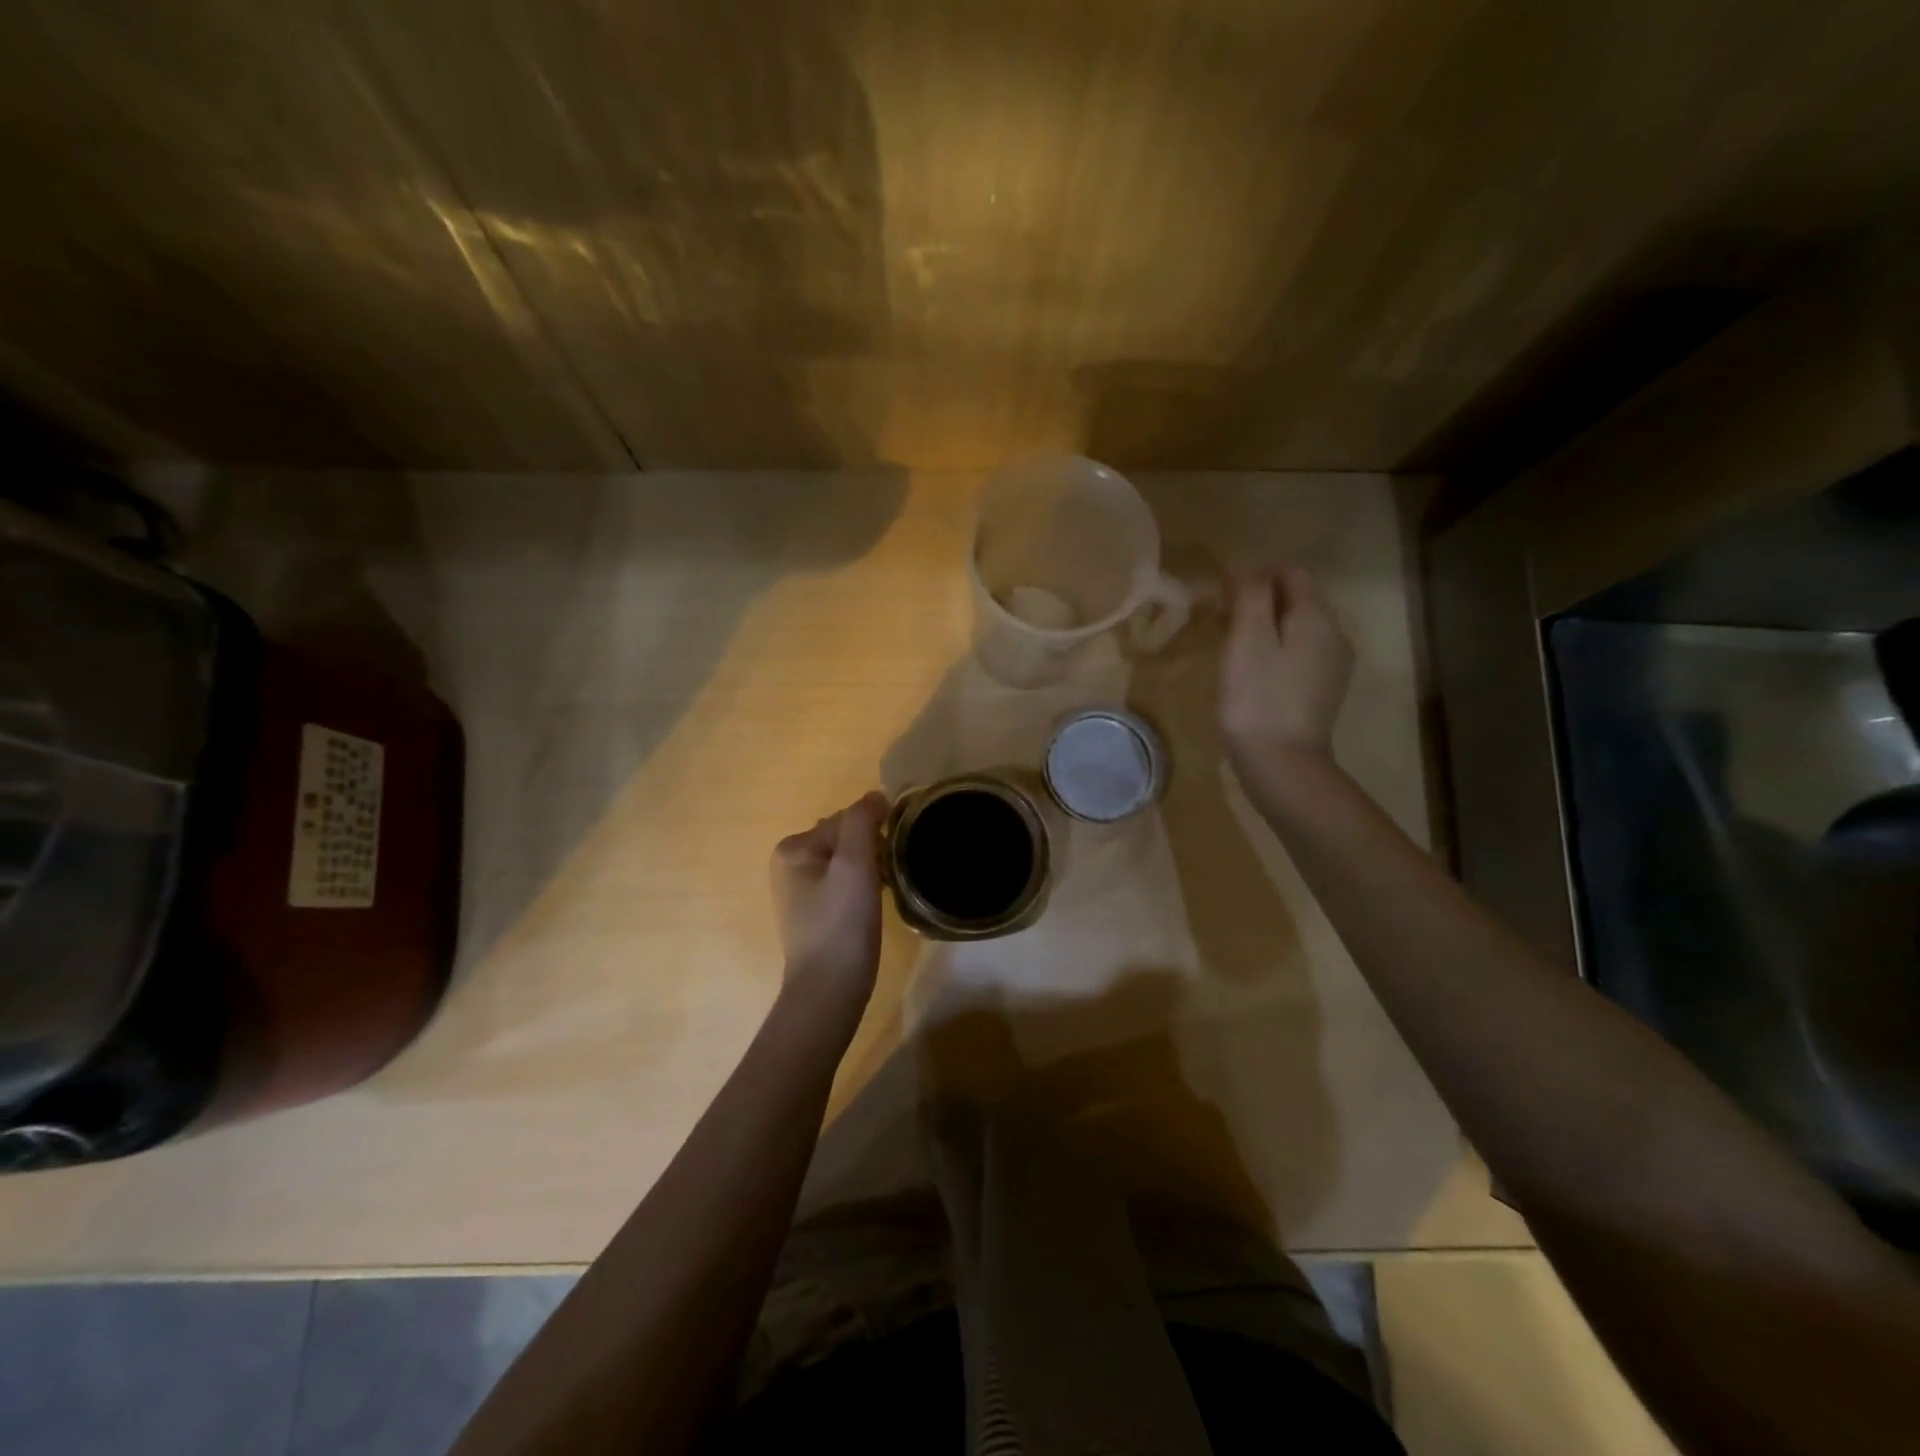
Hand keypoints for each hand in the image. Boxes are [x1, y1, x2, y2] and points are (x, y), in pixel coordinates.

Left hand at [770, 791, 889, 1008]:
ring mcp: (800, 890)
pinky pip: (844, 883)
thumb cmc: (842, 924)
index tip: (891, 856)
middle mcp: (789, 864)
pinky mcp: (814, 912)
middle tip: (888, 875)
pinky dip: (862, 887)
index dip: (874, 834)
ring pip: (847, 861)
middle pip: (845, 837)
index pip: (845, 819)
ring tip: (883, 891)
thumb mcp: (854, 864)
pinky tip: (872, 906)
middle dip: (870, 850)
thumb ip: (862, 821)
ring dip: (869, 869)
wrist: (830, 990)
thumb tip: (875, 797)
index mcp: (793, 847)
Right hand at [1220, 568, 1353, 788]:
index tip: (1221, 599)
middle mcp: (1334, 634)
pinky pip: (1298, 655)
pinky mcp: (1323, 691)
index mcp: (1316, 617)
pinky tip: (1253, 675)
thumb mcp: (1247, 639)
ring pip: (1297, 628)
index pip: (1289, 573)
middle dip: (1259, 602)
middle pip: (1295, 600)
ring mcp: (1332, 665)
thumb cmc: (1257, 699)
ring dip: (1265, 628)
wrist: (1282, 765)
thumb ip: (1250, 596)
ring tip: (1232, 650)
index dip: (1253, 576)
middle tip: (1220, 624)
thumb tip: (1249, 567)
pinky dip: (1275, 653)